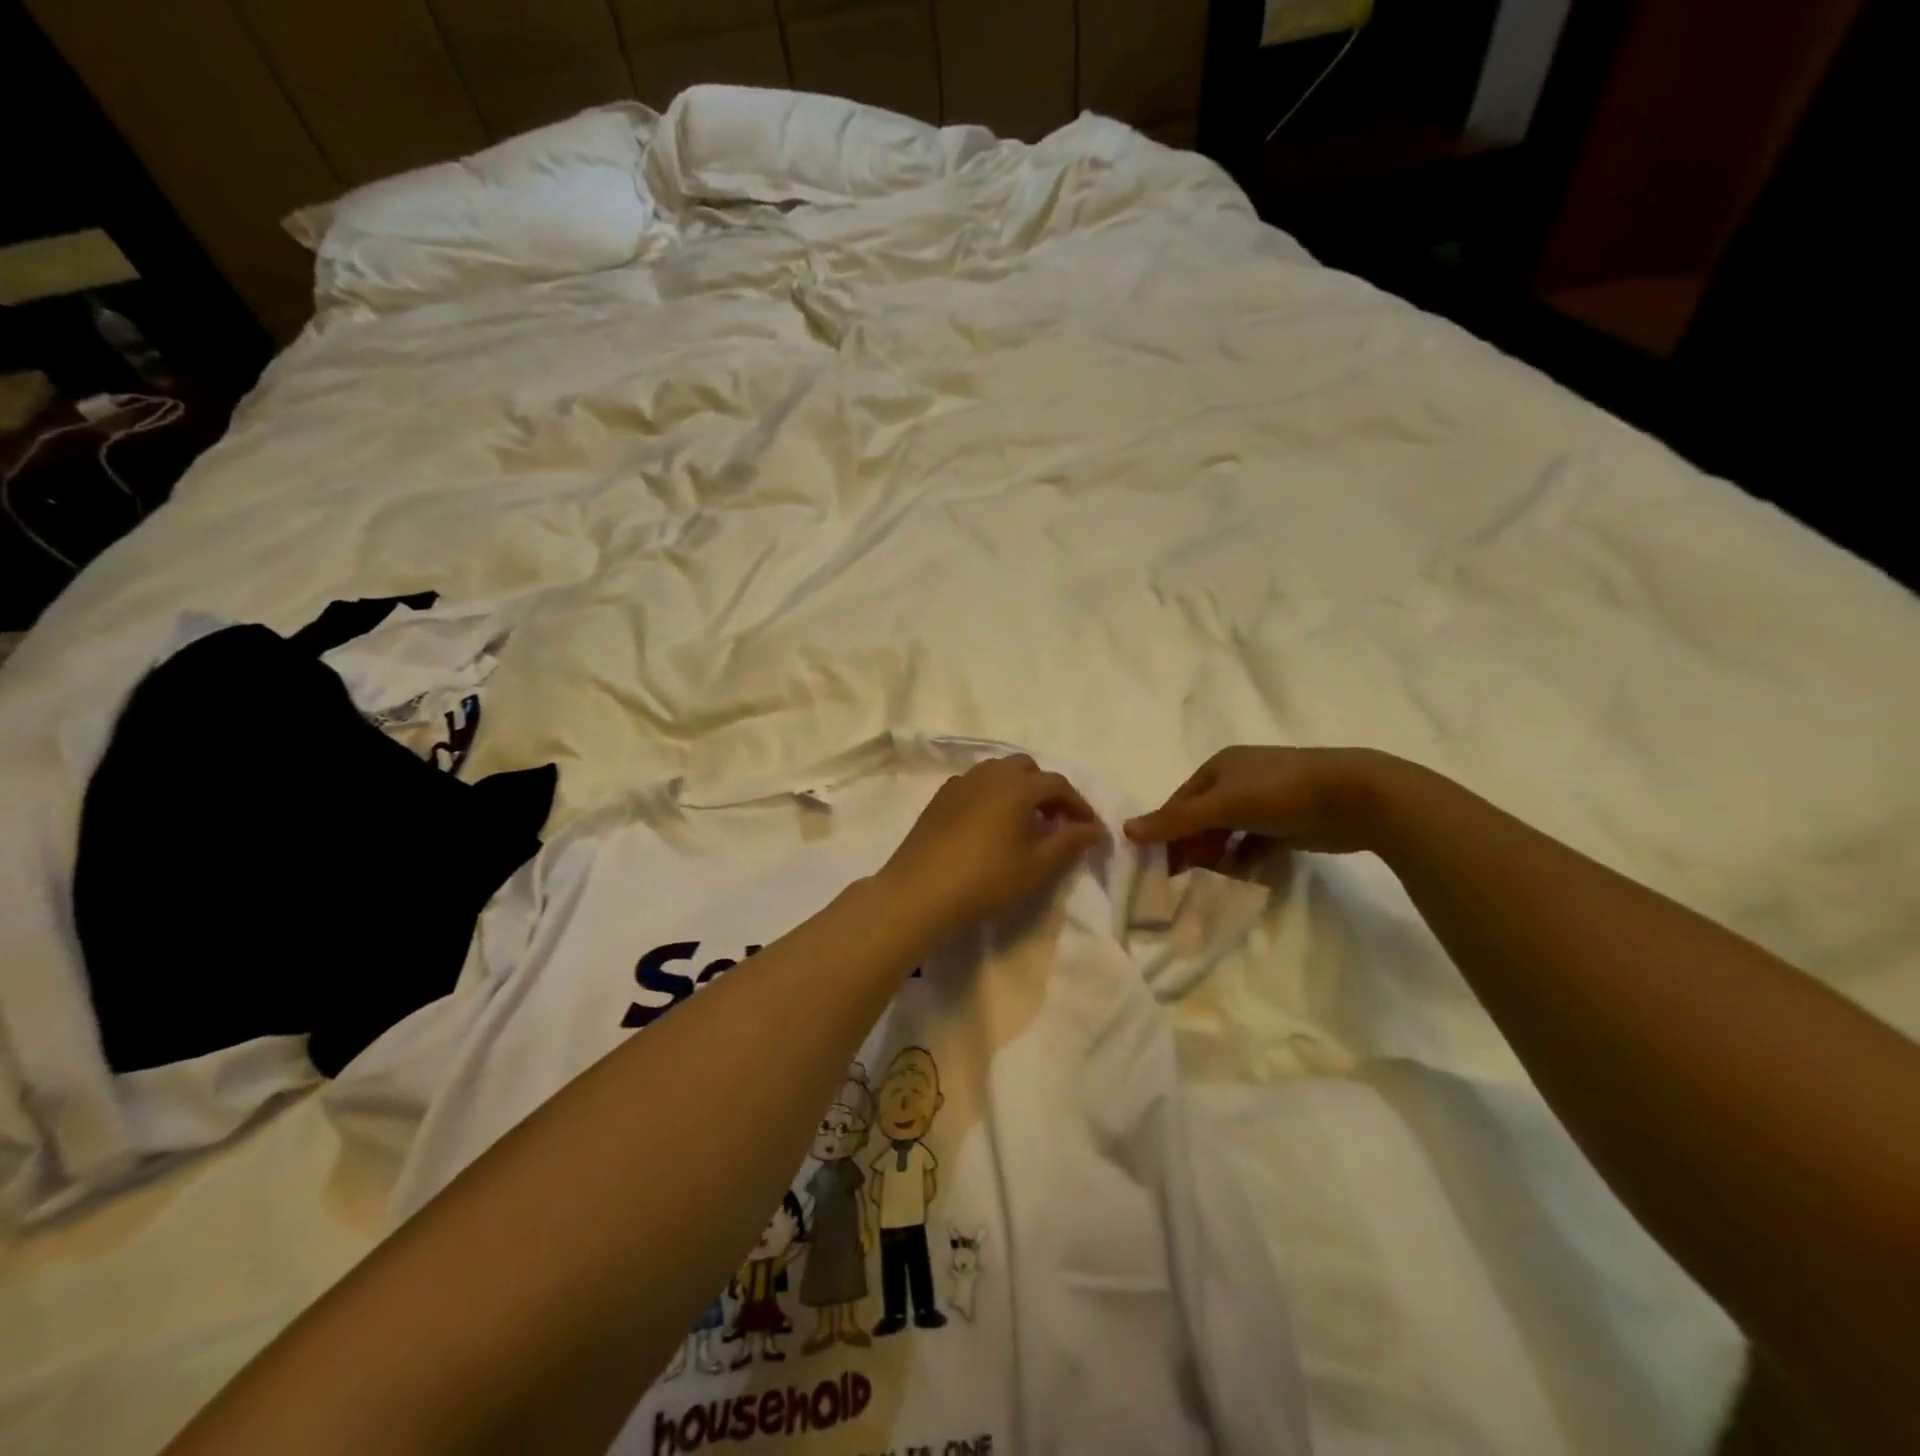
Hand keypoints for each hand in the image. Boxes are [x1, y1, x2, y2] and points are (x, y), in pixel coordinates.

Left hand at [876, 755, 1106, 935]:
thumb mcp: (1036, 867)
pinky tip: (990, 825)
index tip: (1089, 828)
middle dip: (1046, 790)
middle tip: (1056, 821)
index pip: (1056, 784)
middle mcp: (988, 775)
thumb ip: (1069, 843)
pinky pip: (975, 785)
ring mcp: (960, 783)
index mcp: (1016, 786)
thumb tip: (1095, 829)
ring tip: (1024, 822)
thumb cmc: (985, 880)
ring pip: (997, 772)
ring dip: (1018, 789)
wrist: (919, 892)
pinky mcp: (939, 798)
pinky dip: (992, 795)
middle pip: (1026, 768)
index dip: (1077, 804)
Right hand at [1123, 745, 1398, 871]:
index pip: (1180, 801)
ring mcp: (1265, 803)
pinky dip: (1243, 862)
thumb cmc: (1280, 792)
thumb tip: (1126, 829)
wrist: (1356, 797)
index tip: (1156, 865)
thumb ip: (1177, 820)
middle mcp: (1239, 781)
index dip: (1166, 831)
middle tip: (1178, 882)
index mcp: (1219, 768)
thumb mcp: (1223, 805)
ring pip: (1228, 834)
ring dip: (1215, 857)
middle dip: (1190, 847)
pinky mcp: (1288, 825)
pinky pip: (1254, 846)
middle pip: (1202, 818)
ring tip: (1204, 885)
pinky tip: (1237, 881)